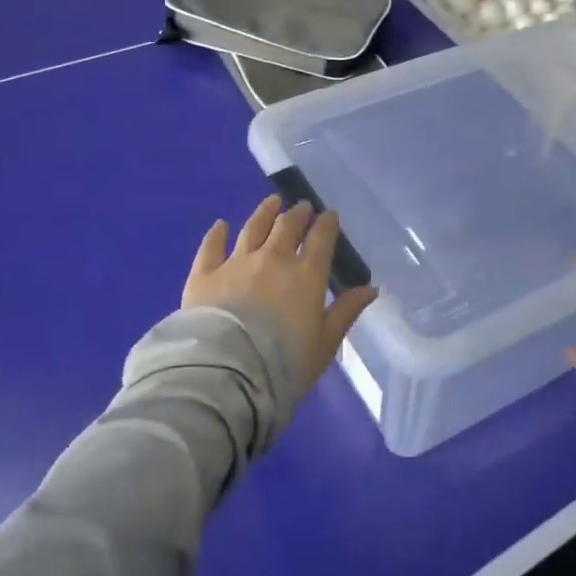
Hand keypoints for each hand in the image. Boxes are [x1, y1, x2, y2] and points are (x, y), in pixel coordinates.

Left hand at [183, 195, 378, 395]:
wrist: (226, 373)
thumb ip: (346, 311)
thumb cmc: (284, 363)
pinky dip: (217, 233)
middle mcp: (272, 259)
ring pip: (253, 228)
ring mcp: (236, 263)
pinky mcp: (204, 274)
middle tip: (303, 207)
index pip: (320, 239)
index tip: (330, 215)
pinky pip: (211, 246)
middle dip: (298, 214)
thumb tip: (371, 287)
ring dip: (265, 213)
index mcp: (305, 274)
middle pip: (287, 227)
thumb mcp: (325, 342)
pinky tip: (220, 225)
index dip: (327, 224)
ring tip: (272, 202)